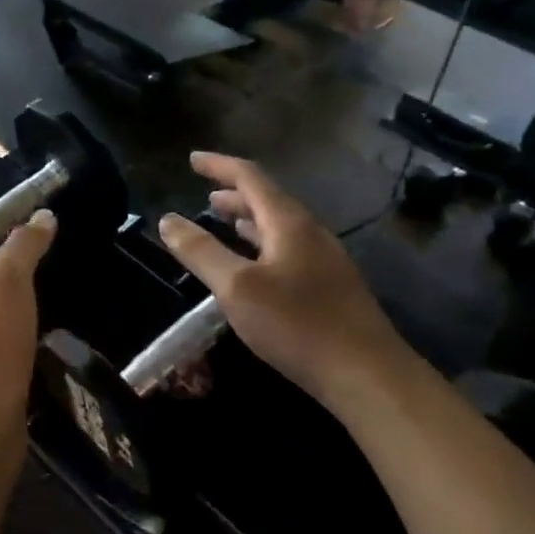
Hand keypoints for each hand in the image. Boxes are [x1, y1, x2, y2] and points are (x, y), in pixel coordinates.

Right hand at [155, 153, 404, 410]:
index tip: (192, 159)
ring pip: (279, 226)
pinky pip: (288, 249)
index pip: (250, 177)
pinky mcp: (329, 286)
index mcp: (288, 222)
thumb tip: (168, 220)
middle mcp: (309, 232)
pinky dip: (262, 244)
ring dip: (248, 219)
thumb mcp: (237, 288)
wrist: (366, 374)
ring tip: (223, 221)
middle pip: (267, 200)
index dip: (219, 165)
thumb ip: (201, 252)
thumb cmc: (297, 325)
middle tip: (204, 194)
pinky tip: (254, 264)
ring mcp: (324, 260)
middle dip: (233, 193)